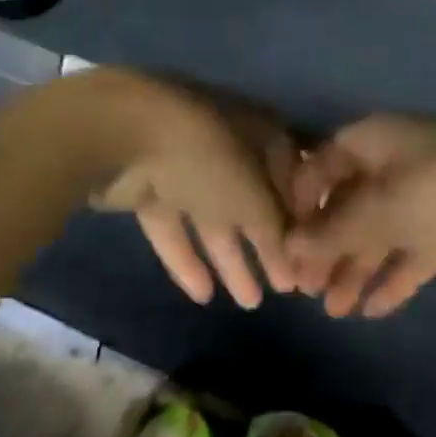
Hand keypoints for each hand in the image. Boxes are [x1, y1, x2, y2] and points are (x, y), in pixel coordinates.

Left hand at [84, 71, 298, 308]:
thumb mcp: (256, 200)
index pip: (294, 178)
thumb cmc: (209, 159)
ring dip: (231, 259)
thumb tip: (295, 263)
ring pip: (214, 218)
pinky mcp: (147, 185)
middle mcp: (227, 144)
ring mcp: (184, 165)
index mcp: (262, 133)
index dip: (303, 219)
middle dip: (268, 246)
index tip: (313, 257)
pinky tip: (203, 295)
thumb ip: (278, 234)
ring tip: (250, 303)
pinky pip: (175, 227)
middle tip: (285, 290)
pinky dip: (188, 258)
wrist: (123, 135)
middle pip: (254, 202)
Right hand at [287, 115, 435, 317]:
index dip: (299, 204)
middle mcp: (395, 165)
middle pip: (348, 206)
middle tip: (306, 291)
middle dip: (327, 247)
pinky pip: (412, 253)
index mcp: (375, 143)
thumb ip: (335, 231)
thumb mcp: (385, 209)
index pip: (321, 167)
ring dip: (356, 269)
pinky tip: (373, 309)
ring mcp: (426, 197)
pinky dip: (394, 278)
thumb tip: (290, 247)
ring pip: (379, 234)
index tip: (282, 245)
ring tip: (335, 311)